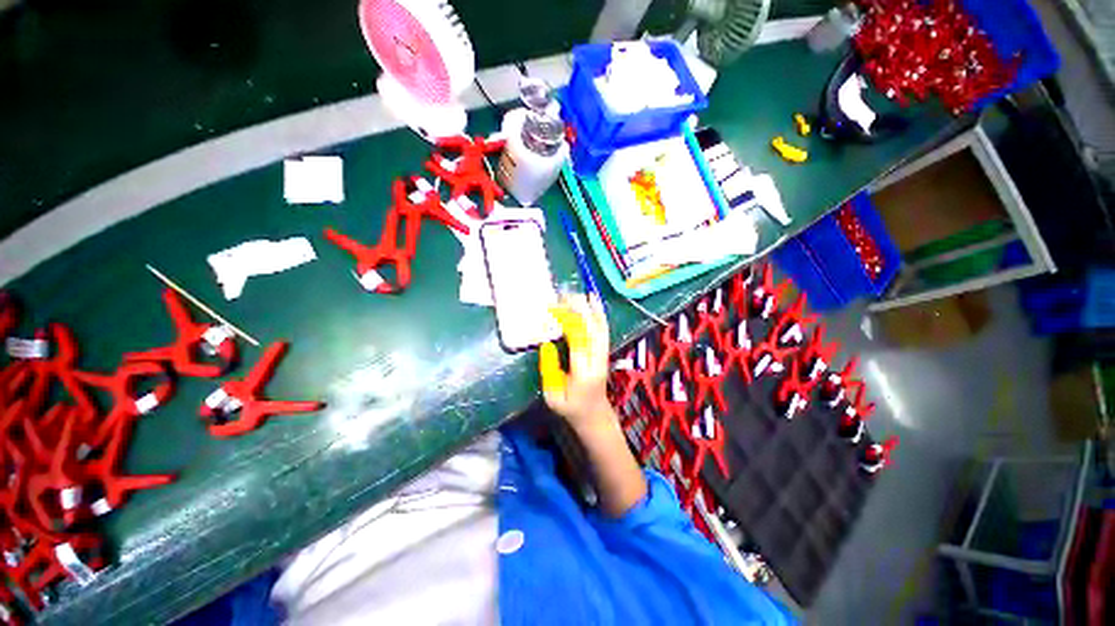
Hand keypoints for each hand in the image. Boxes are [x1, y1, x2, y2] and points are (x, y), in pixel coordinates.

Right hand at [539, 293, 611, 431]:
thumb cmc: (570, 408)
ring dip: (589, 309)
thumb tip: (547, 343)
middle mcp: (597, 362)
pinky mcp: (604, 352)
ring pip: (600, 328)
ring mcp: (603, 356)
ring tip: (577, 293)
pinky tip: (594, 300)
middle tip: (562, 296)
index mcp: (583, 374)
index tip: (553, 309)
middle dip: (578, 311)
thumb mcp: (553, 396)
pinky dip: (599, 313)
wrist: (594, 415)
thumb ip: (549, 370)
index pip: (578, 342)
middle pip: (591, 331)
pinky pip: (604, 330)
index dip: (567, 323)